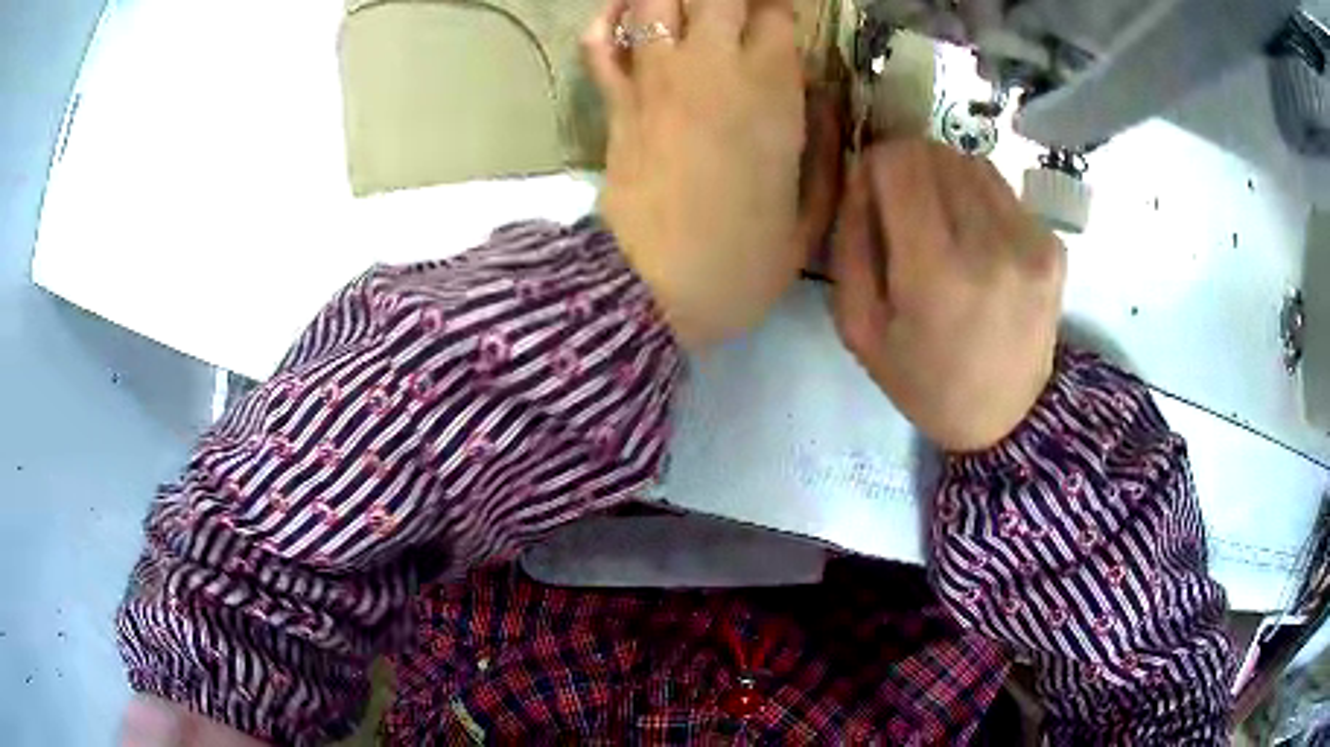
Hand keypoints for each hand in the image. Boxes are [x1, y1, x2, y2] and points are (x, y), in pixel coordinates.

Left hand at [584, 0, 827, 347]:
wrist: (650, 294)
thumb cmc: (738, 263)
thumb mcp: (809, 221)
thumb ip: (826, 151)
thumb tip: (825, 99)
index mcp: (770, 93)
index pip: (777, 12)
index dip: (783, 5)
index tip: (786, 17)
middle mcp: (710, 68)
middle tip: (742, 9)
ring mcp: (654, 80)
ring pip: (656, 1)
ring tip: (694, 7)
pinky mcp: (615, 102)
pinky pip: (599, 43)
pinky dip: (607, 19)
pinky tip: (625, 13)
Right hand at [830, 140, 1064, 452]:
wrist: (1006, 418)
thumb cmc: (924, 381)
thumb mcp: (859, 328)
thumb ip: (850, 243)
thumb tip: (861, 175)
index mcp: (935, 274)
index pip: (899, 162)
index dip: (875, 164)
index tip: (872, 193)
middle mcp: (991, 246)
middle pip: (936, 152)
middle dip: (908, 168)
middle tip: (904, 209)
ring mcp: (1031, 243)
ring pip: (971, 162)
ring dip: (946, 180)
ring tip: (944, 225)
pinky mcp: (1053, 245)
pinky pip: (1002, 190)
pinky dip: (980, 200)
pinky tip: (979, 241)